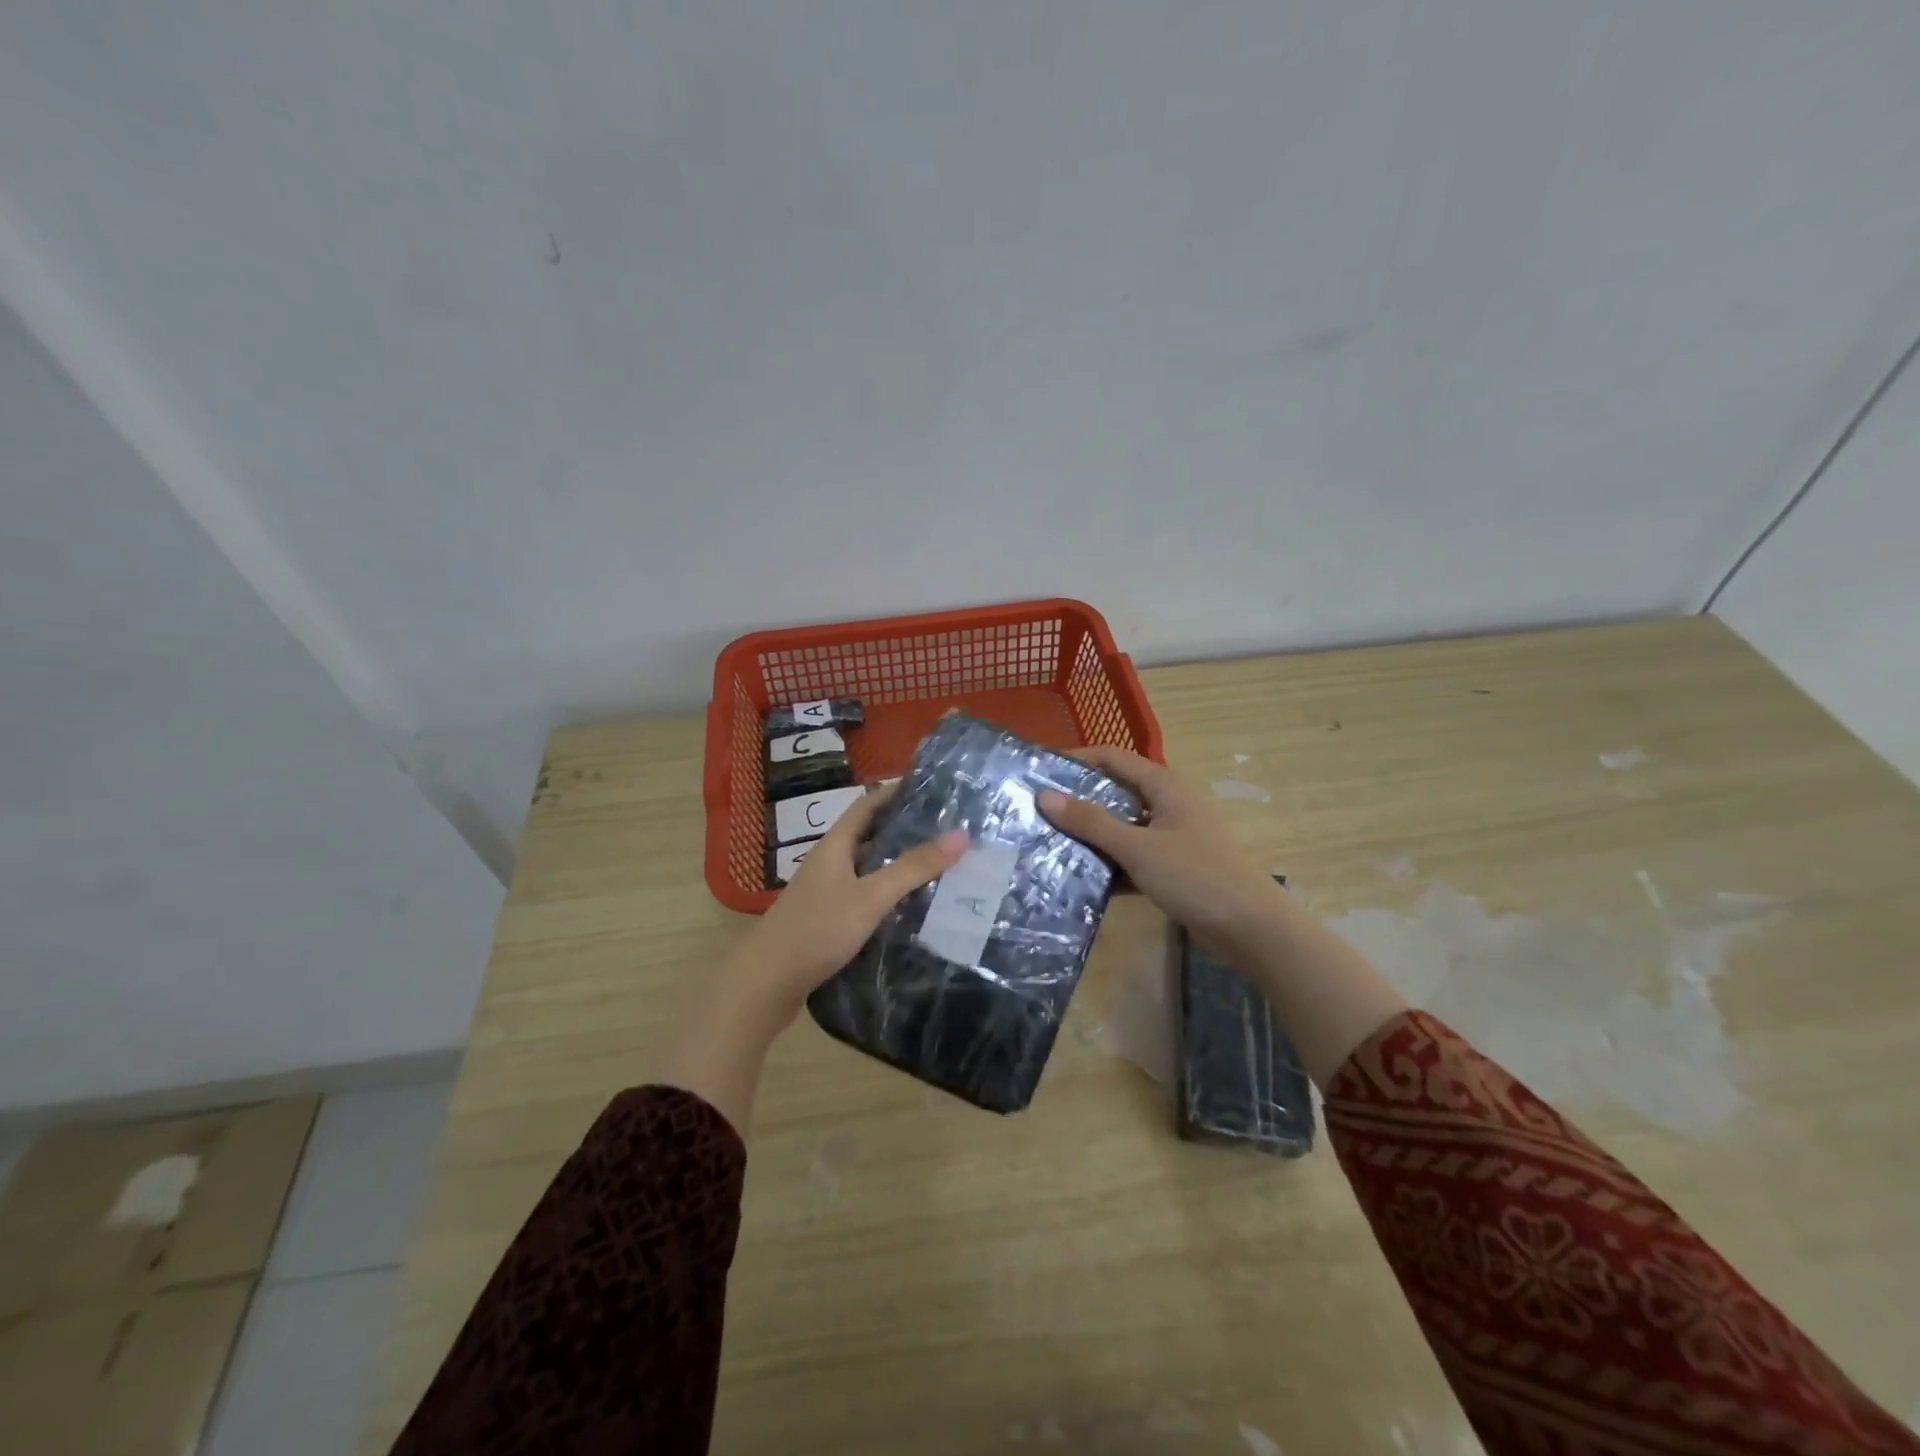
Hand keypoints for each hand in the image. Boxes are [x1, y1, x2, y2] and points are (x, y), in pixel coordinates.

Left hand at [665, 786, 965, 1131]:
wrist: (765, 984)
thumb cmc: (817, 931)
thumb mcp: (871, 897)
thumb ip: (913, 868)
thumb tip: (960, 835)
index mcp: (834, 846)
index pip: (867, 805)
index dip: (894, 791)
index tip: (930, 785)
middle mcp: (828, 862)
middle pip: (867, 834)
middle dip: (902, 826)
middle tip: (944, 825)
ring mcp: (824, 892)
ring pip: (866, 866)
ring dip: (895, 860)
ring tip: (936, 860)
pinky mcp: (826, 919)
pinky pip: (862, 893)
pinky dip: (886, 890)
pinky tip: (908, 904)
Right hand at [1039, 746, 1405, 1085]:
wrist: (1251, 928)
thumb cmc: (1196, 875)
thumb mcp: (1138, 847)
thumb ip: (1091, 822)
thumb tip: (1045, 796)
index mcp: (1165, 786)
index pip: (1112, 758)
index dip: (1076, 759)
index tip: (1039, 770)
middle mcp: (1168, 803)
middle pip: (1115, 792)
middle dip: (1078, 800)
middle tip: (1036, 811)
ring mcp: (1172, 836)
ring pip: (1122, 827)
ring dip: (1091, 836)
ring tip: (1048, 844)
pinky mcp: (1173, 866)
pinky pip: (1132, 856)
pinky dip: (1110, 864)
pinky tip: (1078, 879)